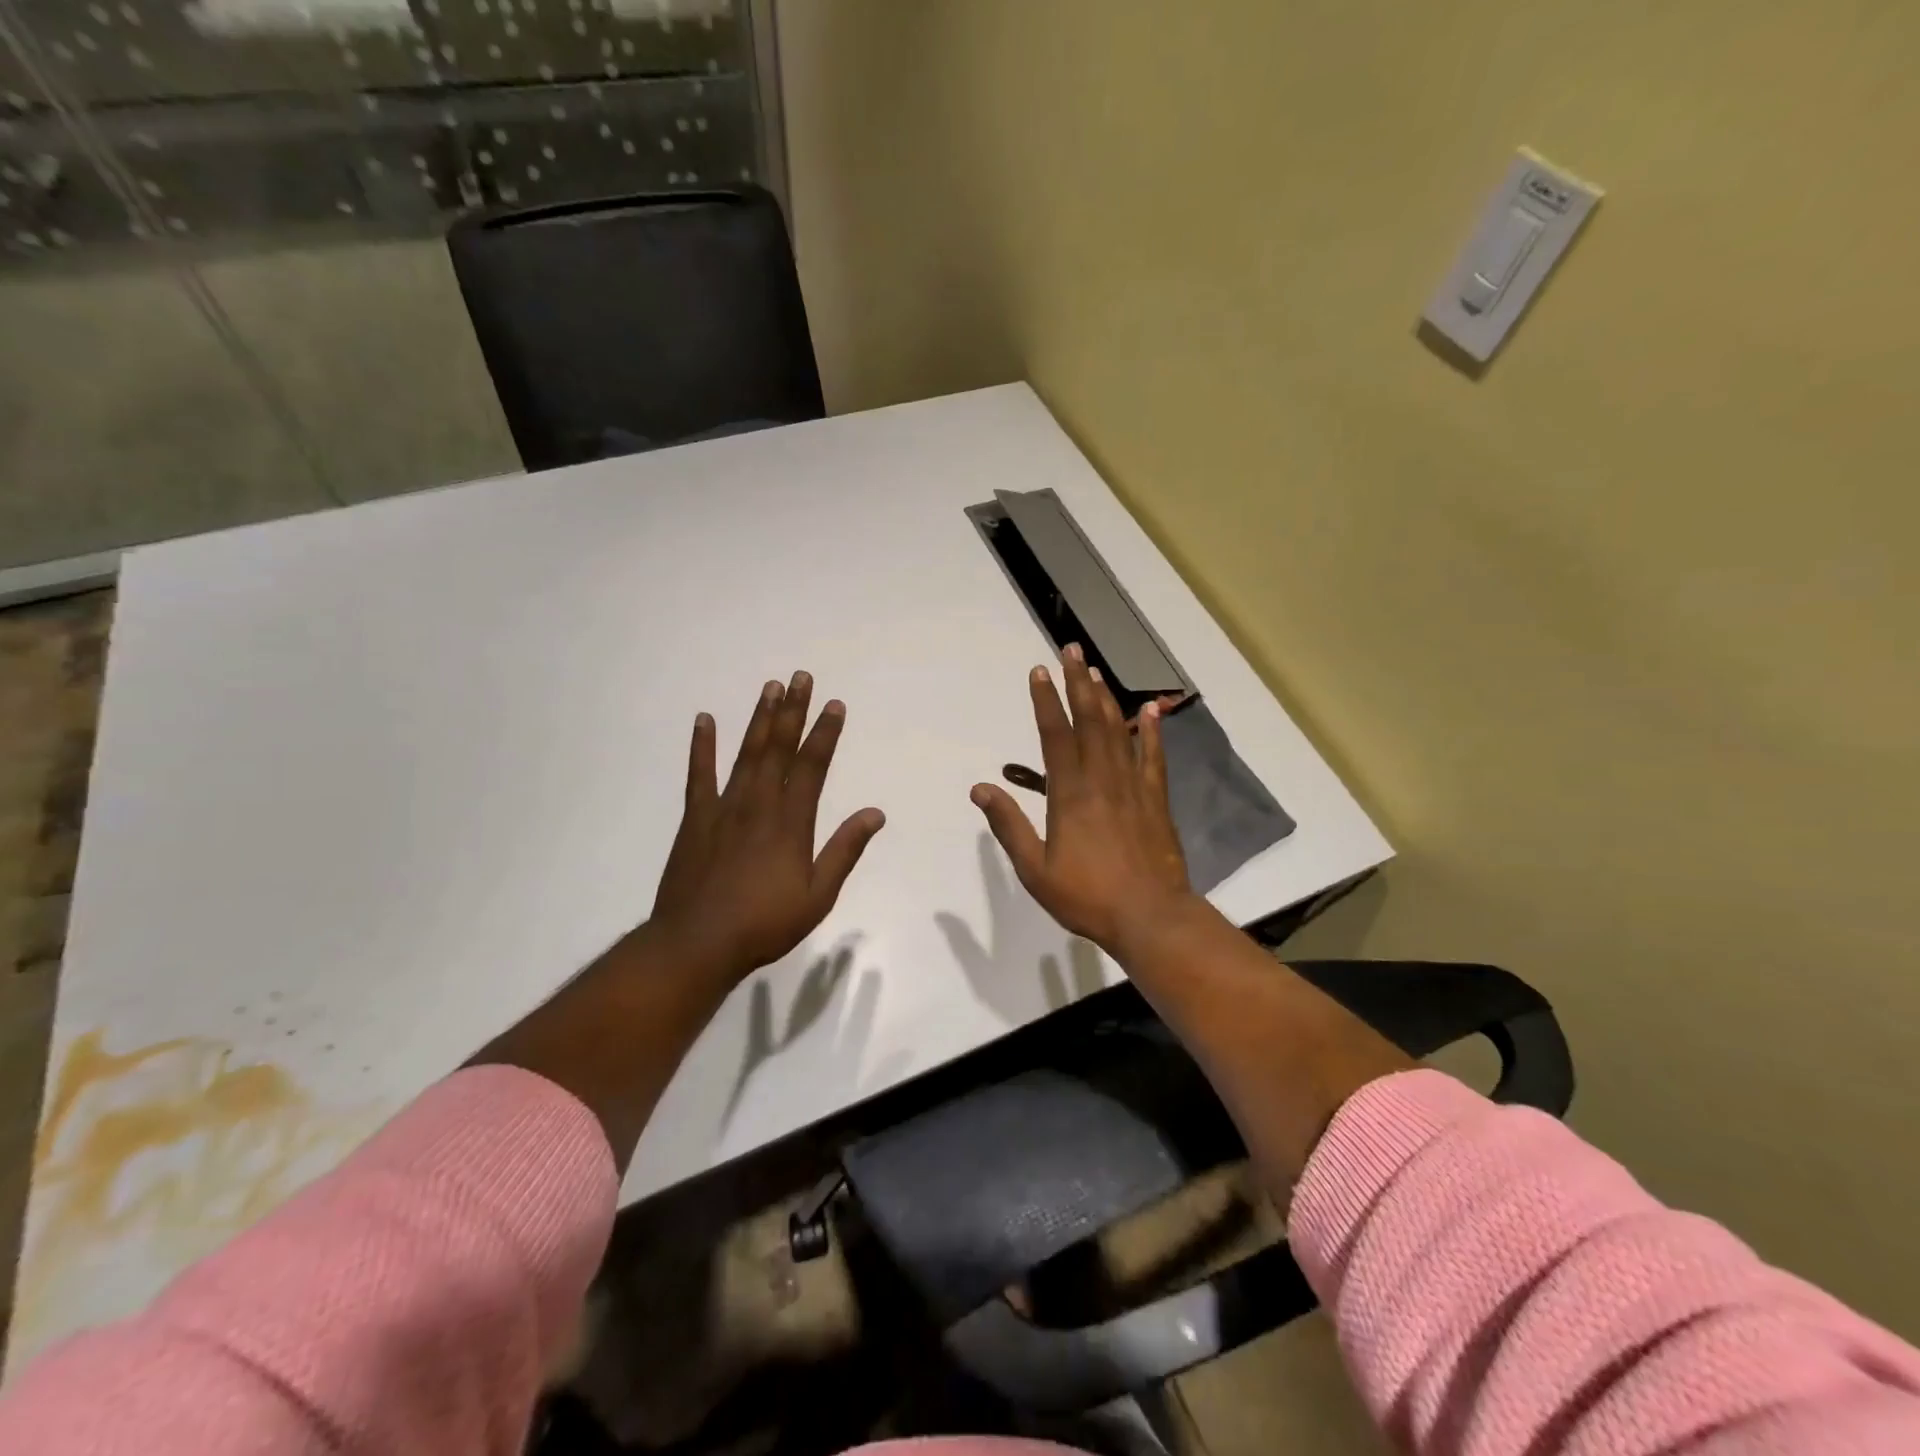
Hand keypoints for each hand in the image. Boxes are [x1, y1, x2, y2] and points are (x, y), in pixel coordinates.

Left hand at [649, 671, 885, 986]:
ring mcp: (724, 808)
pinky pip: (699, 774)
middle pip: (779, 748)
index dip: (825, 733)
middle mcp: (759, 804)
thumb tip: (875, 813)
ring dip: (759, 719)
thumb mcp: (817, 895)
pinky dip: (702, 746)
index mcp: (791, 822)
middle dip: (793, 711)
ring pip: (746, 753)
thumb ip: (844, 851)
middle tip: (801, 677)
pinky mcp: (695, 819)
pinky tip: (704, 720)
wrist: (697, 943)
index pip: (813, 766)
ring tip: (770, 687)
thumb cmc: (764, 924)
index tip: (835, 704)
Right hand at [970, 645, 1196, 955]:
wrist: (1150, 916)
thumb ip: (1009, 826)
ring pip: (1118, 731)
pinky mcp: (1156, 799)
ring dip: (1106, 698)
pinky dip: (1151, 731)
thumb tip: (980, 789)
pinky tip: (1150, 710)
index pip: (1055, 735)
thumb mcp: (1035, 869)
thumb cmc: (1087, 896)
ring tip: (1095, 670)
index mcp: (1070, 794)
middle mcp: (1102, 779)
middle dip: (1077, 683)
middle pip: (1089, 720)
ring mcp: (1133, 786)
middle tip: (1071, 650)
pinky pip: (1153, 756)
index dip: (1046, 701)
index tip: (1039, 671)